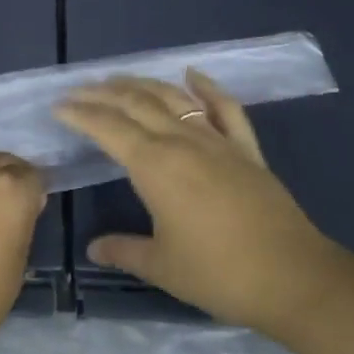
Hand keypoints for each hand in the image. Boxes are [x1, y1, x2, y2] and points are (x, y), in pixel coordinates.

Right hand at [55, 69, 345, 332]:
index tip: (58, 106)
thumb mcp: (162, 267)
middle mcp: (182, 142)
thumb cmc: (219, 274)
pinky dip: (208, 88)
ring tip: (119, 80)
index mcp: (155, 166)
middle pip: (136, 103)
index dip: (80, 114)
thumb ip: (124, 250)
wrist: (294, 278)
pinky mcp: (246, 150)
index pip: (108, 128)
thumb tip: (94, 247)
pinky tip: (192, 75)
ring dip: (143, 84)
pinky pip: (225, 109)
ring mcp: (217, 142)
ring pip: (174, 98)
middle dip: (103, 93)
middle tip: (79, 89)